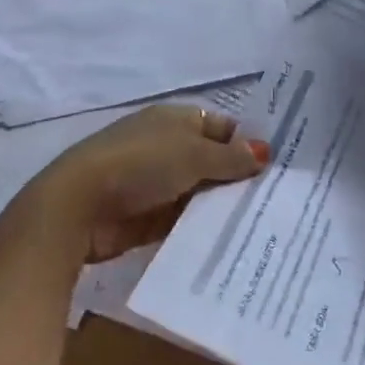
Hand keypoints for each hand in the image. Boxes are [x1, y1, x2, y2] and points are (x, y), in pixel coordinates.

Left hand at [18, 105, 270, 263]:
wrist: (80, 205)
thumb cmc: (140, 164)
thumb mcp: (192, 154)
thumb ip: (230, 157)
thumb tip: (265, 152)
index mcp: (176, 120)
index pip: (223, 128)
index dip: (249, 144)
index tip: (282, 167)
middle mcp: (169, 147)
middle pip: (214, 162)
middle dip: (241, 179)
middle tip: (284, 201)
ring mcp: (158, 184)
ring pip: (202, 193)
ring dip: (224, 207)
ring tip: (268, 226)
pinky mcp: (150, 218)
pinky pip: (186, 221)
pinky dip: (204, 229)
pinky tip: (236, 243)